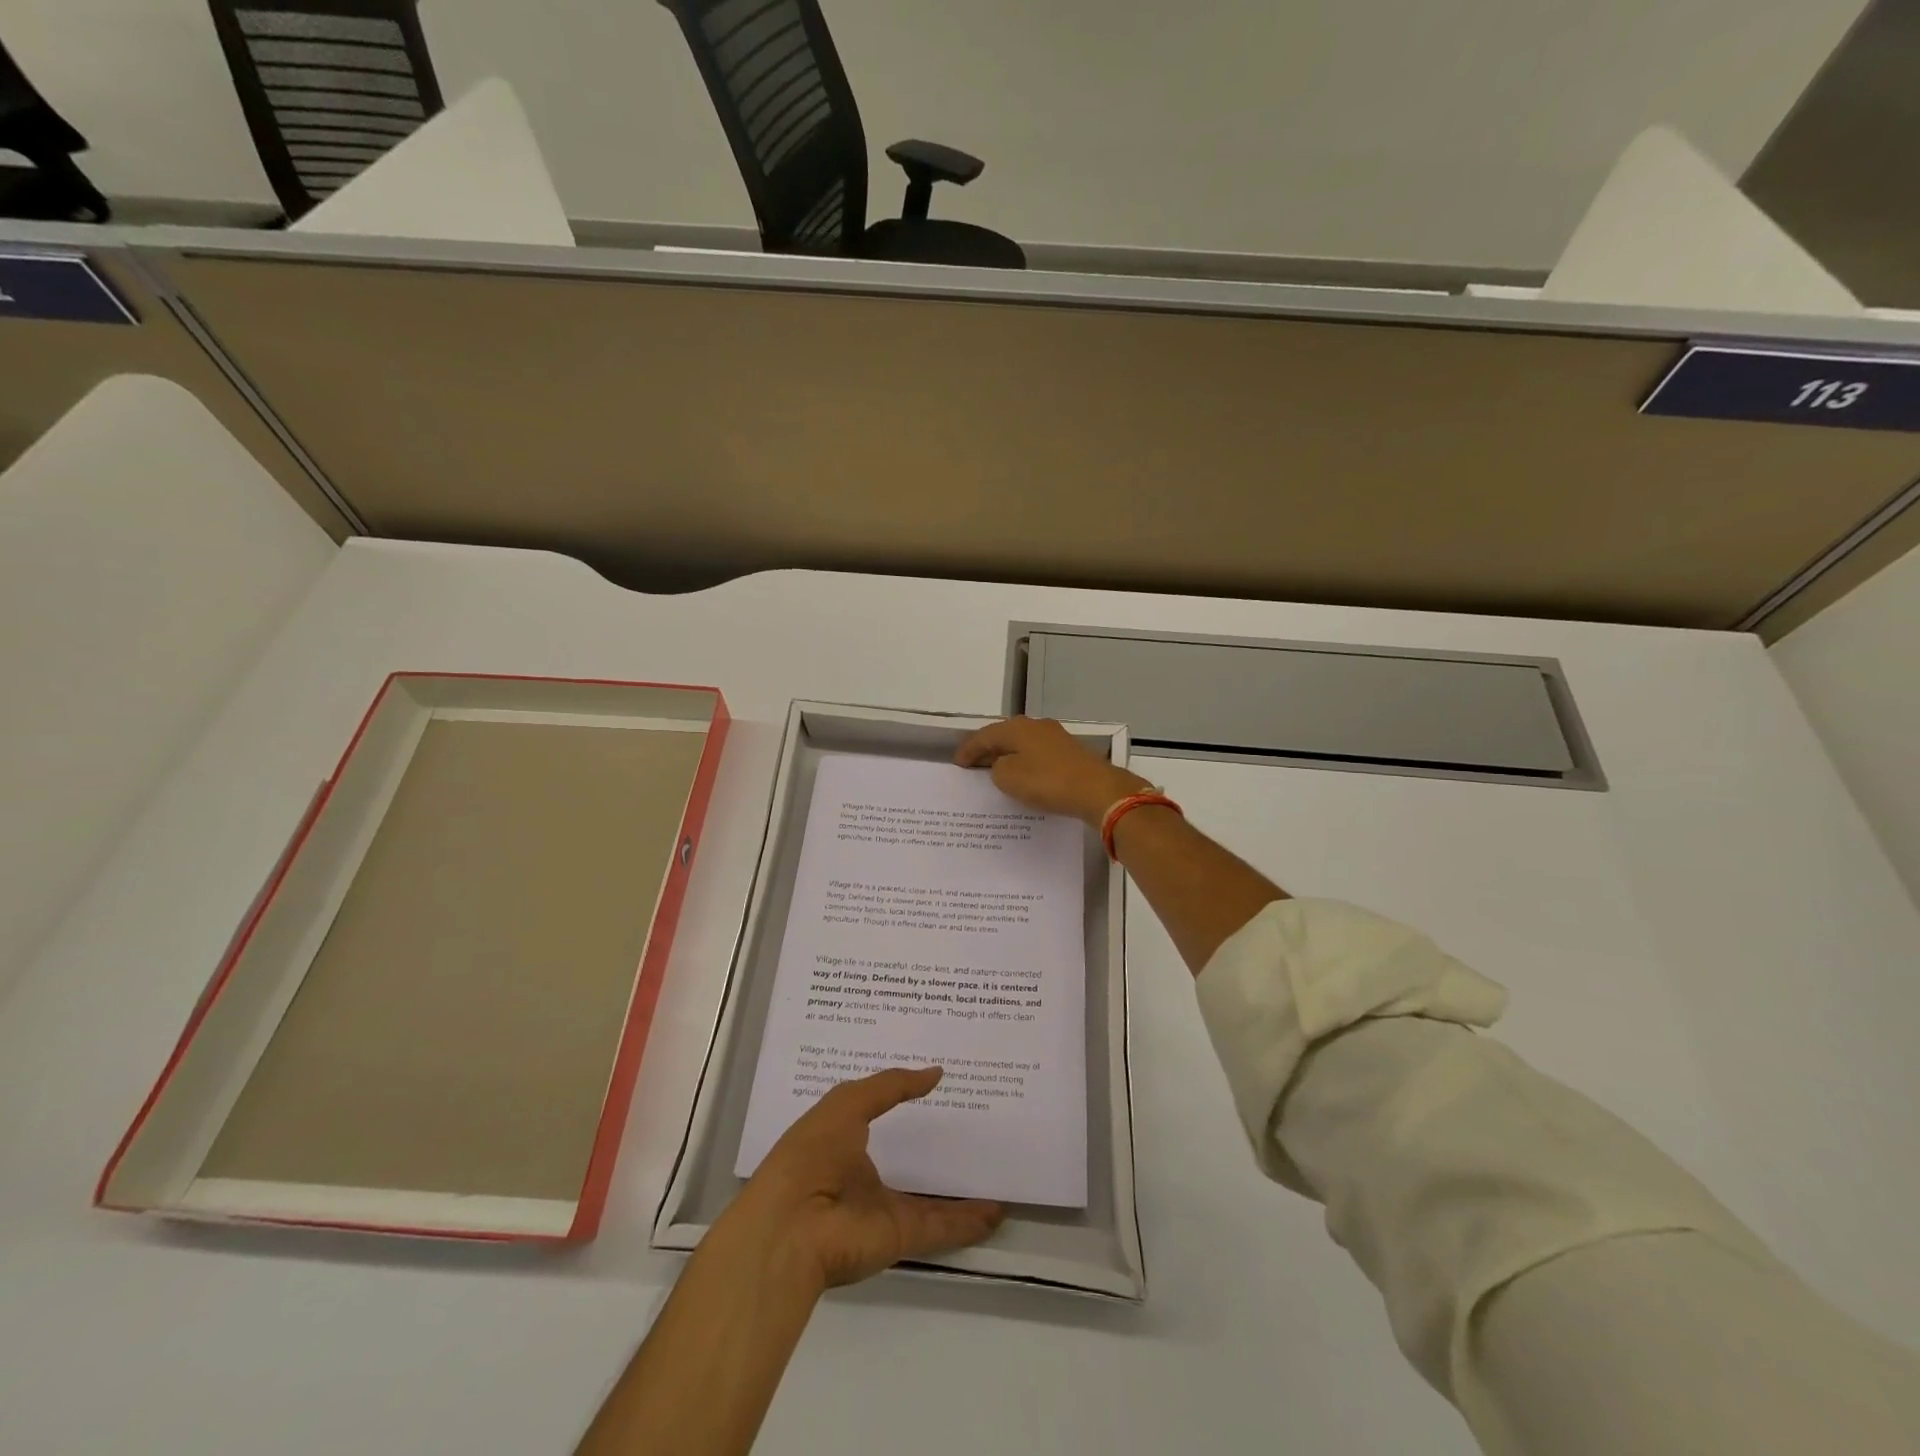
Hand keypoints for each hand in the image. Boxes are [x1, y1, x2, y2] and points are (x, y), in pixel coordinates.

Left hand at [724, 1067, 1003, 1290]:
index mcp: (842, 1140)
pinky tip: (996, 1211)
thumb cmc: (812, 1153)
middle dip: (932, 1148)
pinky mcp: (899, 1237)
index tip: (935, 1084)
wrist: (791, 1228)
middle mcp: (862, 1175)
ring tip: (993, 1173)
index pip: (877, 1116)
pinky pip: (941, 1226)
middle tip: (972, 1126)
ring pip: (929, 1198)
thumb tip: (935, 1073)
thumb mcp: (848, 1103)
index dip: (902, 1100)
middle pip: (906, 1160)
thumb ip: (891, 1085)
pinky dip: (968, 1222)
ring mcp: (882, 1209)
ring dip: (959, 1192)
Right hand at [955, 716, 1149, 826]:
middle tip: (973, 764)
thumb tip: (1002, 765)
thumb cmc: (1047, 781)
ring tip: (995, 771)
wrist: (1097, 790)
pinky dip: (1025, 763)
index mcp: (1017, 728)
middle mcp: (1036, 726)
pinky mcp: (1070, 753)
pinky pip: (1037, 755)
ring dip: (1007, 756)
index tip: (957, 762)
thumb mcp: (1009, 778)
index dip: (968, 749)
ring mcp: (1055, 737)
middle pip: (1004, 736)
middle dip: (988, 749)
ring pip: (1022, 744)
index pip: (984, 735)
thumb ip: (997, 769)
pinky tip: (1023, 775)